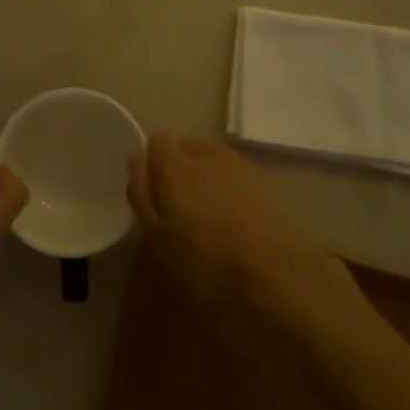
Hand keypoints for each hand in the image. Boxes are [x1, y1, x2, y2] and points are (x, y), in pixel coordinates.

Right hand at [127, 132, 342, 313]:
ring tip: (211, 216)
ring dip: (207, 178)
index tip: (157, 193)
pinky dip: (231, 188)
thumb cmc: (205, 257)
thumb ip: (142, 192)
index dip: (156, 164)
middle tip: (182, 209)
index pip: (158, 141)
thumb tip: (137, 161)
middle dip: (181, 170)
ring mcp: (238, 162)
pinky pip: (235, 175)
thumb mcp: (157, 234)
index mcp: (175, 163)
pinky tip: (237, 219)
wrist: (273, 269)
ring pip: (212, 161)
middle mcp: (206, 151)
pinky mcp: (263, 177)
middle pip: (186, 148)